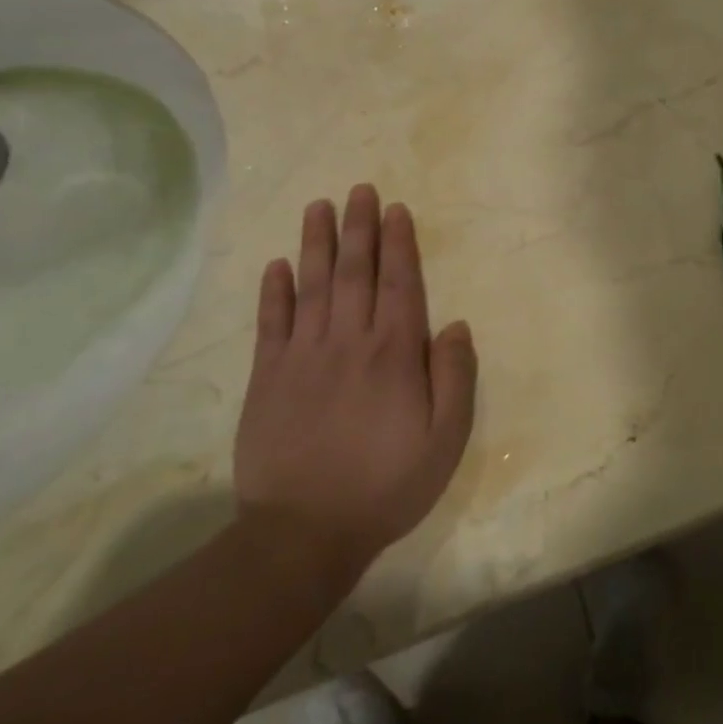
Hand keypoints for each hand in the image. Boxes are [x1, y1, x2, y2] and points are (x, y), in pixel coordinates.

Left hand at [234, 185, 477, 591]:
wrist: (304, 534)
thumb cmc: (387, 484)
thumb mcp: (446, 439)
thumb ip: (455, 376)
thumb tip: (454, 324)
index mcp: (394, 353)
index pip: (399, 283)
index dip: (399, 243)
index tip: (395, 209)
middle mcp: (349, 341)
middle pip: (355, 272)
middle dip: (358, 227)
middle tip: (358, 189)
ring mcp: (303, 357)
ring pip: (312, 286)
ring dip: (316, 243)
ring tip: (318, 207)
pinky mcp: (267, 378)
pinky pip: (271, 324)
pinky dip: (274, 291)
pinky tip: (277, 264)